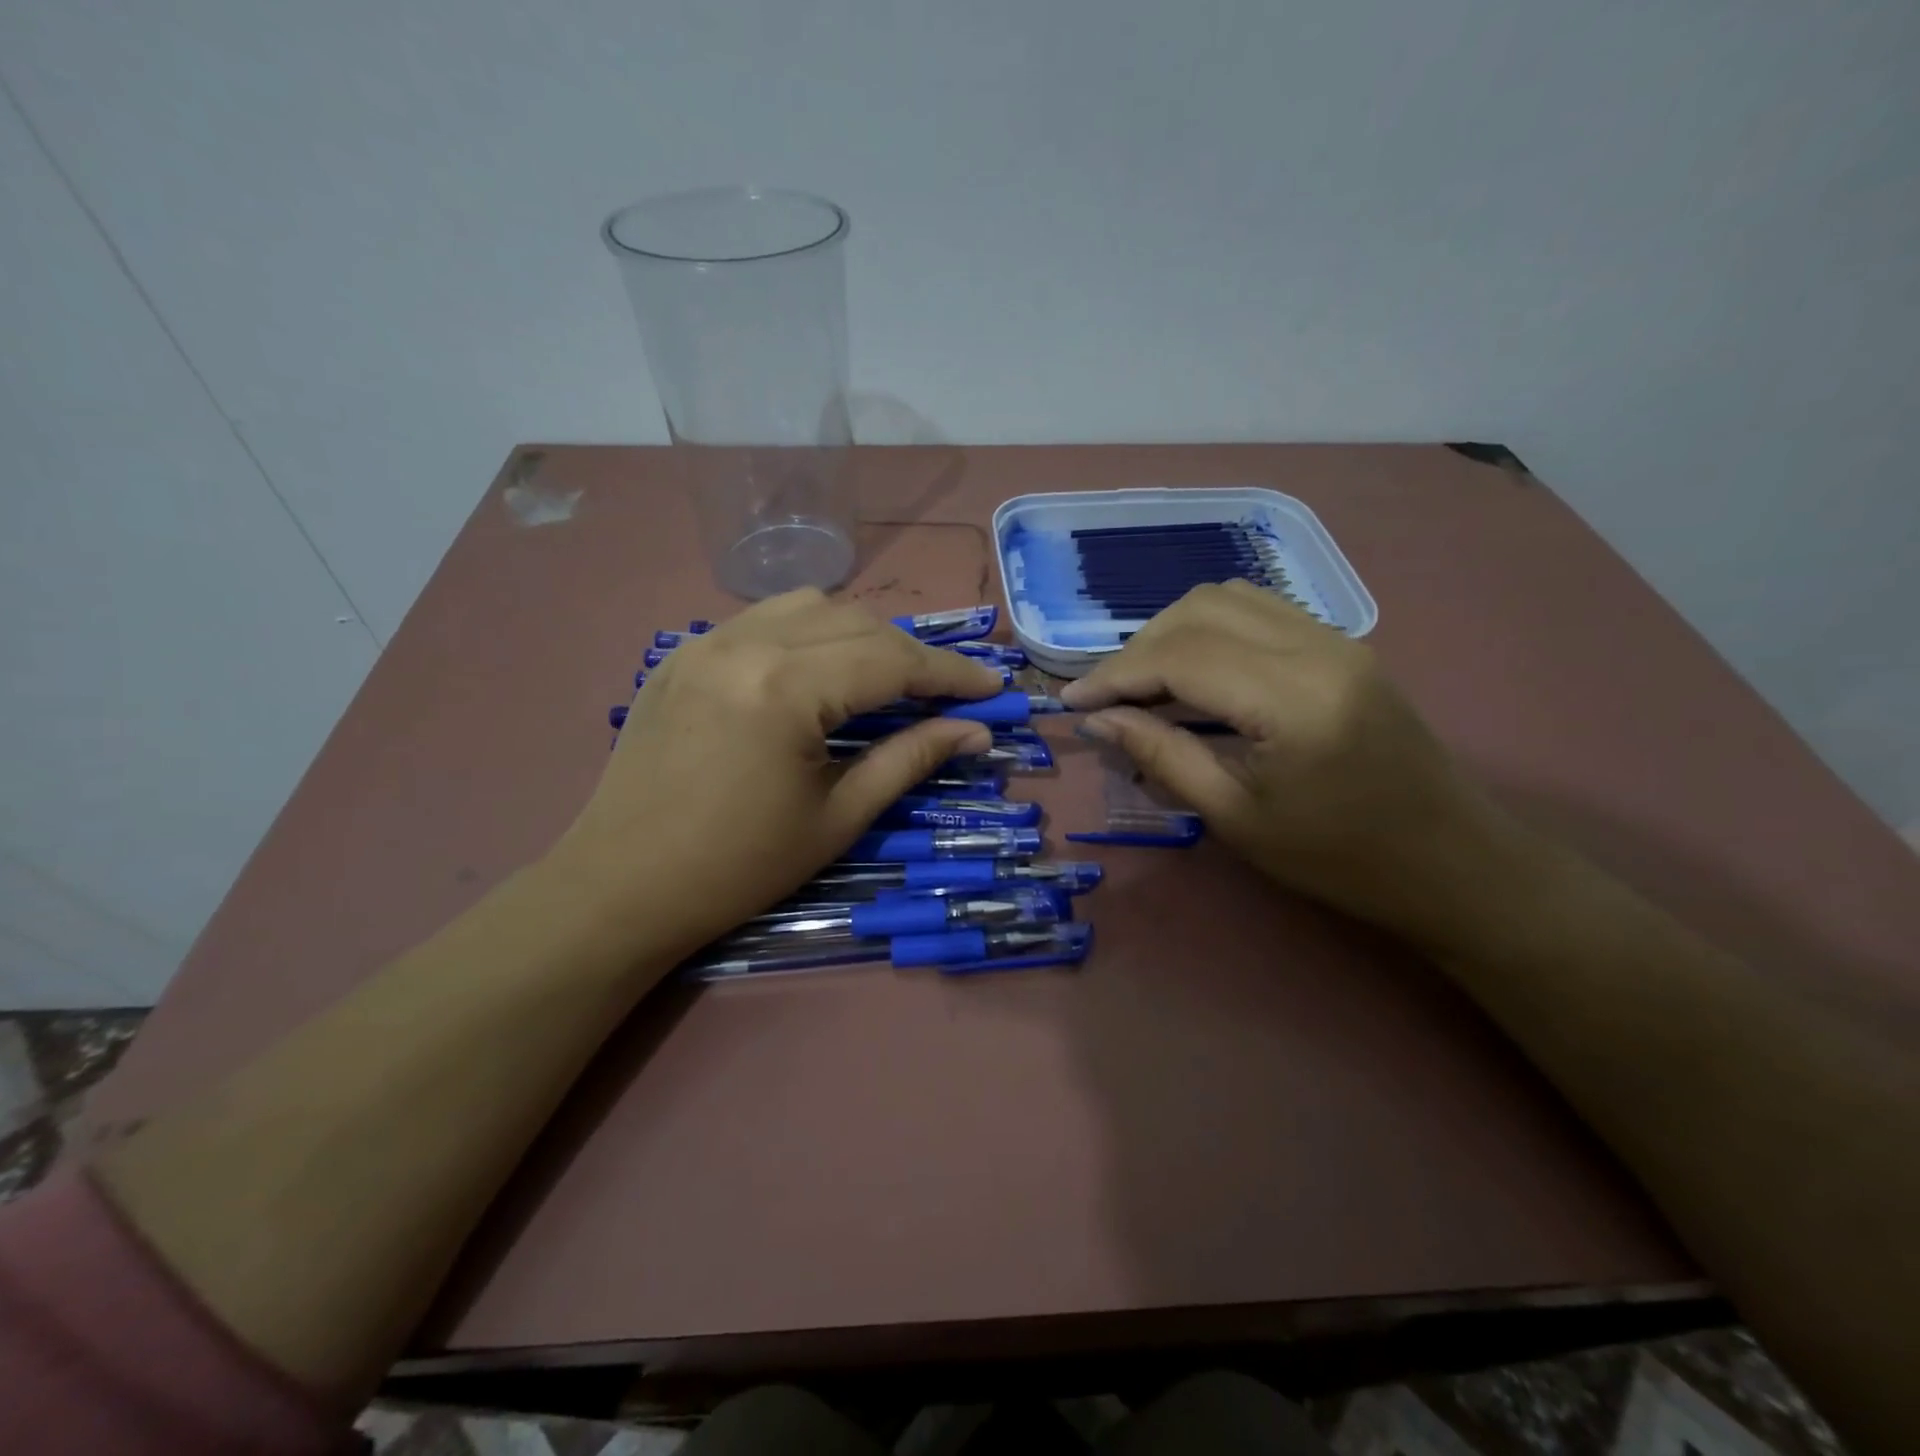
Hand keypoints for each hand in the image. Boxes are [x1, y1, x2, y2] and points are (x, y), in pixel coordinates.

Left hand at [553, 590, 1003, 957]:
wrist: (621, 887)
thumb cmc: (739, 867)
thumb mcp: (839, 817)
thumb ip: (911, 760)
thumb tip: (975, 731)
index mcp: (786, 688)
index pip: (892, 660)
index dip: (951, 673)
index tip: (993, 688)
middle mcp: (745, 643)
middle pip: (857, 622)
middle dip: (911, 654)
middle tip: (944, 694)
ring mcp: (706, 641)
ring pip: (810, 606)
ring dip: (860, 633)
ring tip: (882, 679)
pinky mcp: (682, 654)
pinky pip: (762, 619)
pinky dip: (808, 633)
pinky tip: (816, 673)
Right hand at [1059, 581, 1506, 941]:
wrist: (1451, 862)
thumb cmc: (1339, 858)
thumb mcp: (1237, 817)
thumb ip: (1162, 756)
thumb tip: (1098, 720)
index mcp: (1292, 698)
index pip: (1180, 655)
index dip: (1116, 673)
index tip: (1072, 702)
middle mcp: (1315, 647)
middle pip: (1200, 609)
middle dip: (1139, 647)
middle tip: (1108, 698)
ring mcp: (1335, 638)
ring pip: (1228, 598)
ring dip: (1172, 631)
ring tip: (1143, 683)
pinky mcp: (1342, 645)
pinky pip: (1258, 611)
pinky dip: (1209, 629)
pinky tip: (1193, 671)